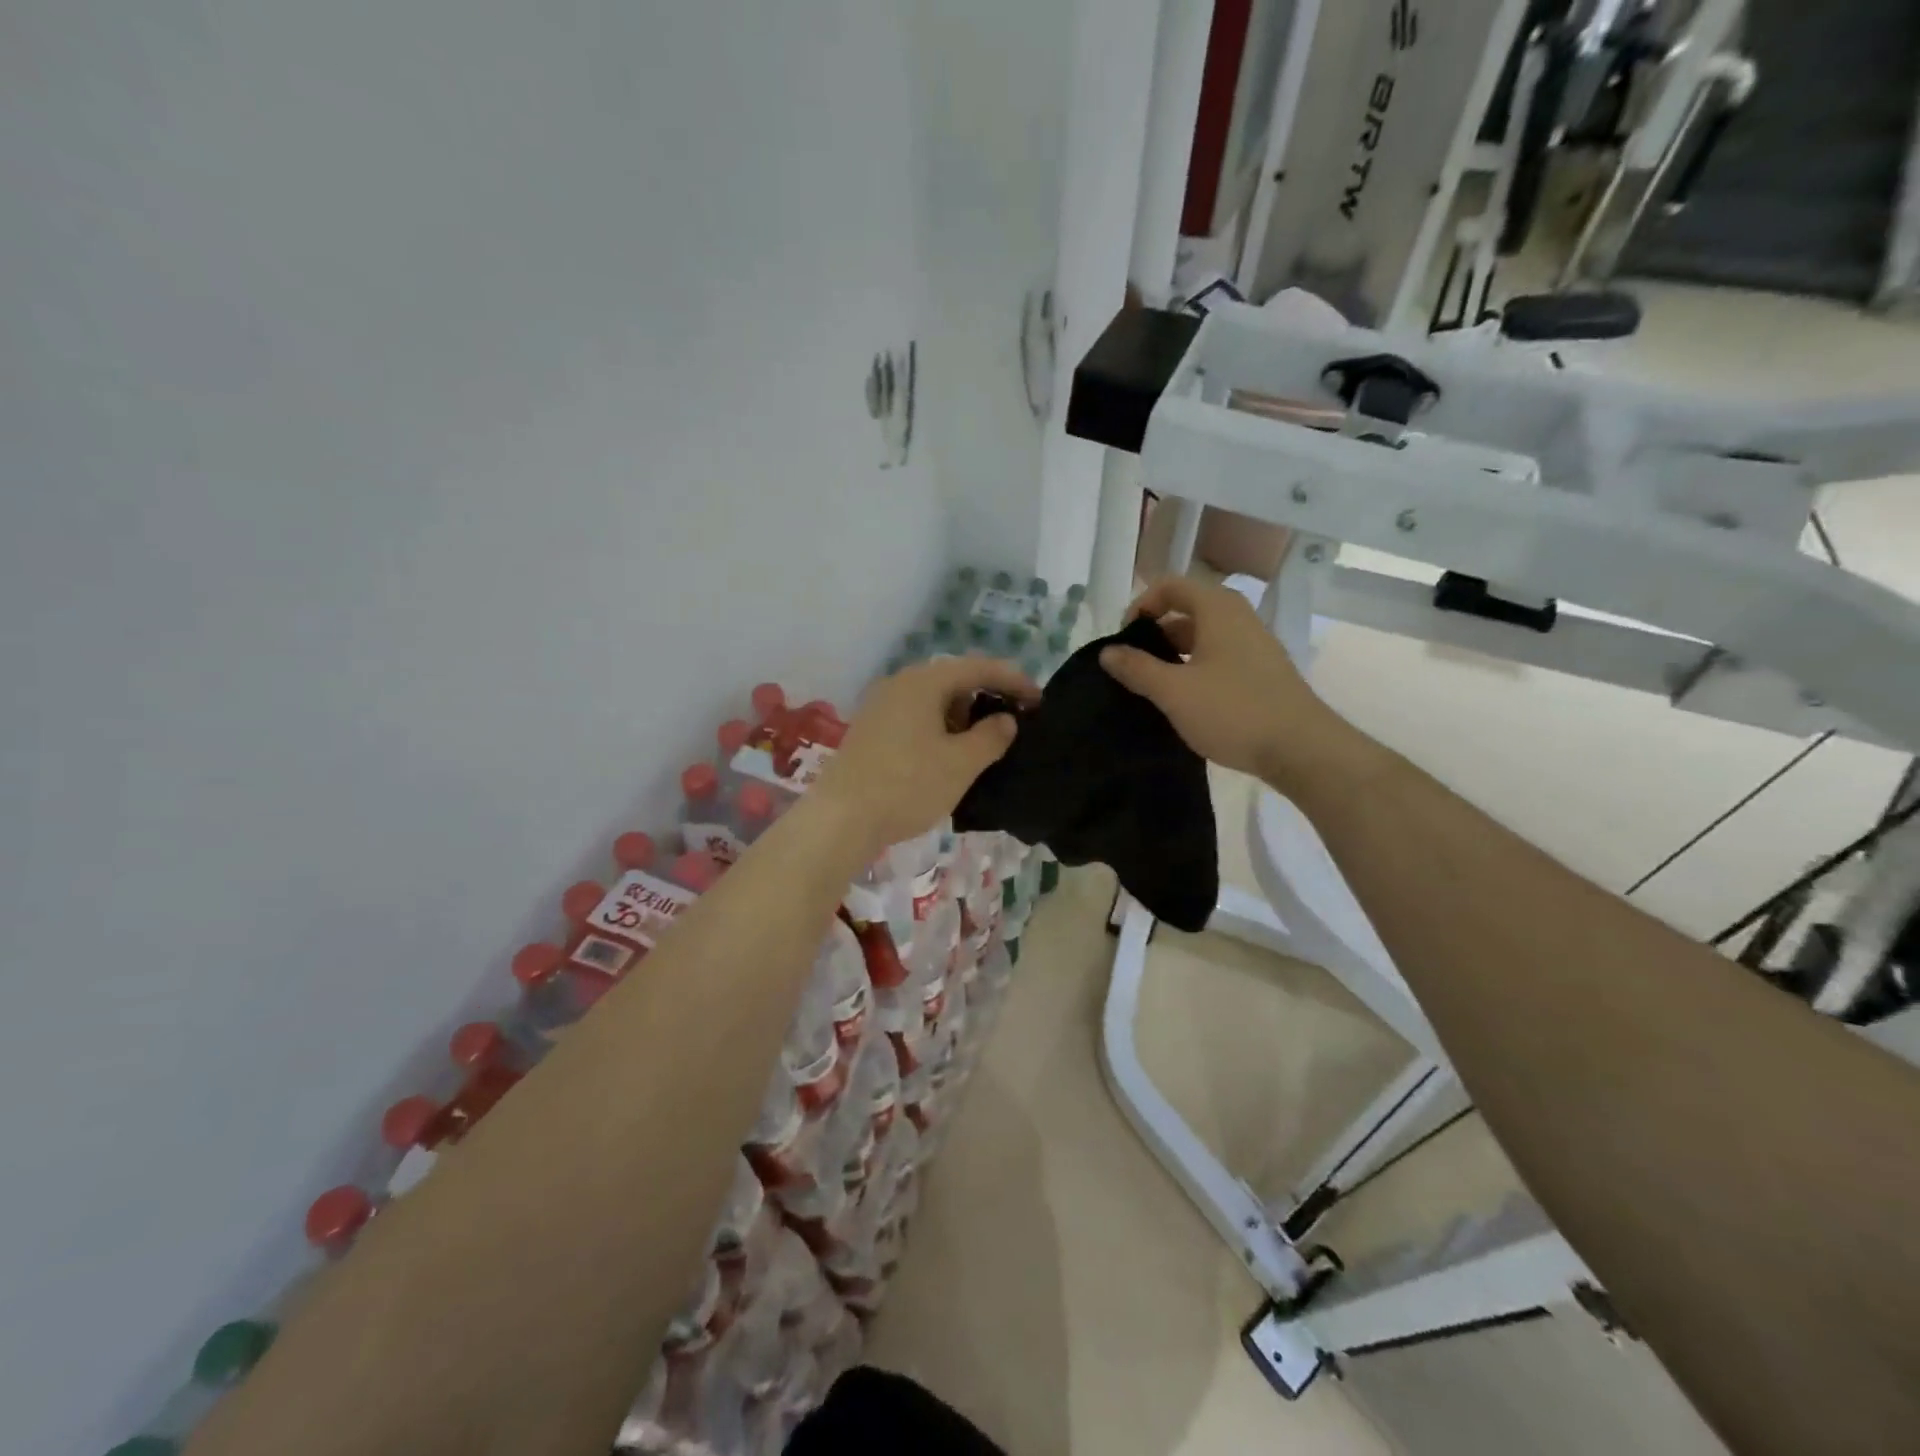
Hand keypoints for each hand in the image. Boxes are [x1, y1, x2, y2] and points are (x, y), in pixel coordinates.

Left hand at [811, 656, 1036, 855]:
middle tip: (1015, 722)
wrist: (841, 819)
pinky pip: (915, 717)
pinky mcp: (870, 730)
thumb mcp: (961, 763)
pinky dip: (940, 728)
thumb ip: (992, 736)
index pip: (979, 667)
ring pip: (933, 700)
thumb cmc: (907, 785)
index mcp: (924, 681)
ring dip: (963, 716)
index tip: (1039, 701)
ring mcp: (880, 706)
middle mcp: (899, 683)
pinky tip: (949, 754)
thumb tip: (1006, 720)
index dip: (1014, 680)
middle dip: (988, 697)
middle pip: (954, 679)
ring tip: (986, 743)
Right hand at [1099, 576, 1354, 789]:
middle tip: (1132, 667)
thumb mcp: (1174, 691)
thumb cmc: (1233, 711)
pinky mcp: (1261, 671)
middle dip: (1154, 634)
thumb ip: (1137, 668)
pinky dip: (1194, 669)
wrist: (1301, 749)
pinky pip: (1218, 657)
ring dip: (1173, 655)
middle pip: (1186, 610)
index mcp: (1217, 609)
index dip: (1140, 606)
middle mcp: (1238, 617)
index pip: (1169, 586)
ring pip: (1202, 637)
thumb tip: (1107, 651)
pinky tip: (1184, 701)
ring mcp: (1254, 644)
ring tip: (1152, 687)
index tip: (1123, 641)